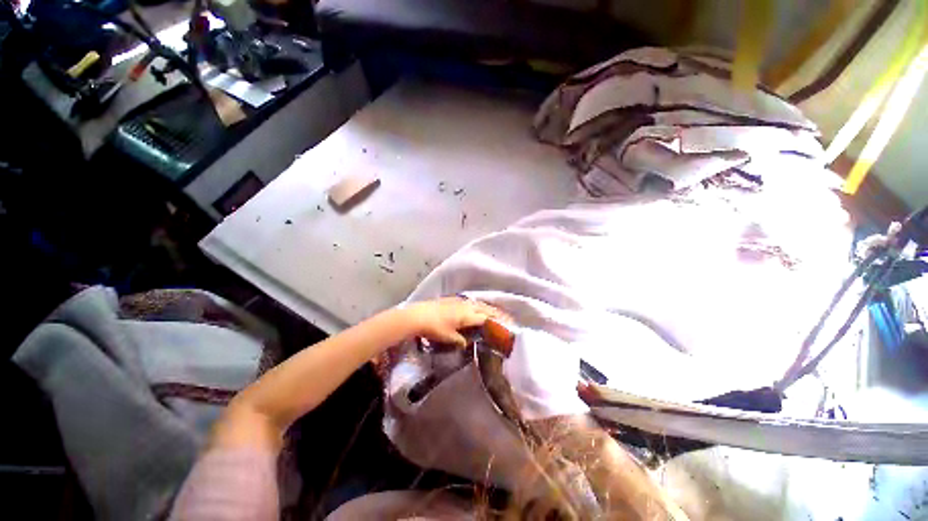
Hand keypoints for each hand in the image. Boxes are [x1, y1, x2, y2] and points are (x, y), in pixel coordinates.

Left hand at [403, 297, 507, 346]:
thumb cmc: (435, 328)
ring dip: (487, 308)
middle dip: (497, 313)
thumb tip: (467, 343)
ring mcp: (459, 301)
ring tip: (494, 313)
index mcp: (468, 315)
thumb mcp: (450, 338)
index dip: (499, 321)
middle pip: (485, 308)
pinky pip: (470, 301)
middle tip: (507, 317)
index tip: (509, 324)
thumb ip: (461, 341)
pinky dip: (477, 305)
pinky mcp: (452, 299)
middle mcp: (466, 305)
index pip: (488, 317)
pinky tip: (475, 308)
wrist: (418, 315)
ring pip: (478, 303)